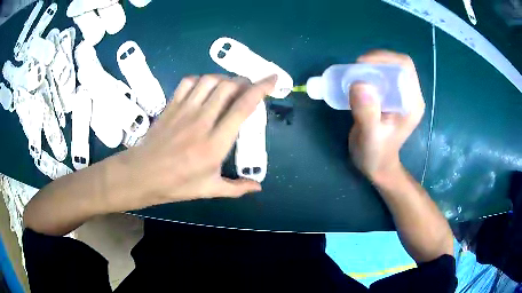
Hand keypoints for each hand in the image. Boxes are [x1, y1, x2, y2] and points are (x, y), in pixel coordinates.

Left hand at [123, 74, 275, 207]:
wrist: (142, 174)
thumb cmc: (176, 184)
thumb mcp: (209, 190)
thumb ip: (236, 188)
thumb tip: (258, 187)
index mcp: (215, 143)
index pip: (242, 107)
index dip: (261, 89)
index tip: (272, 79)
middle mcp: (202, 121)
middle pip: (228, 87)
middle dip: (244, 81)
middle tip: (249, 88)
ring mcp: (184, 110)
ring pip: (209, 80)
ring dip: (224, 79)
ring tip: (230, 87)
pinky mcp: (171, 105)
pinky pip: (189, 82)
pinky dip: (201, 80)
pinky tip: (204, 89)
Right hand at [348, 50, 424, 181]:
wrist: (377, 166)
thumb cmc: (375, 156)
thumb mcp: (370, 137)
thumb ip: (367, 113)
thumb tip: (359, 84)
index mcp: (412, 103)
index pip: (404, 67)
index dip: (384, 59)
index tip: (361, 65)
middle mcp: (410, 95)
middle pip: (396, 64)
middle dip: (375, 61)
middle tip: (355, 70)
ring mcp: (401, 95)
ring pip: (388, 67)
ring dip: (370, 66)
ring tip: (354, 75)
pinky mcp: (391, 97)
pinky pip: (381, 75)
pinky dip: (368, 73)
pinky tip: (357, 81)